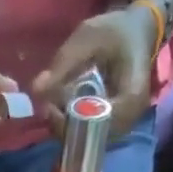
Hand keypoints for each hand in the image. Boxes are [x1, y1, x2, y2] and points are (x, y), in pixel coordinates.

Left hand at [31, 6, 154, 138]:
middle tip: (47, 107)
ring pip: (88, 140)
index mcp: (131, 97)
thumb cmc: (116, 31)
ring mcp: (121, 126)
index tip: (51, 107)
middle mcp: (129, 119)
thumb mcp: (89, 37)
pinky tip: (61, 110)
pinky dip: (71, 125)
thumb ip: (64, 62)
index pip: (98, 124)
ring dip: (66, 127)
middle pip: (92, 137)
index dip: (71, 121)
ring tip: (52, 107)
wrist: (136, 31)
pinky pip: (88, 135)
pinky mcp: (112, 126)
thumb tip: (36, 89)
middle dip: (65, 126)